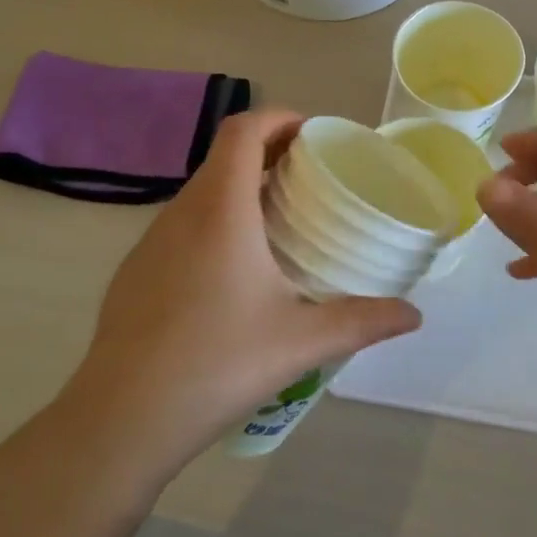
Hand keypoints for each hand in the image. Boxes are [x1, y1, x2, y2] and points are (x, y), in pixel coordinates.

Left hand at [65, 110, 420, 474]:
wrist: (122, 418)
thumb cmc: (217, 363)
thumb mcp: (301, 341)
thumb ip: (362, 321)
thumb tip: (413, 316)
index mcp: (221, 210)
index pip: (242, 131)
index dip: (277, 118)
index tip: (311, 135)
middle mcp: (182, 212)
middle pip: (223, 156)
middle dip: (267, 152)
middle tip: (308, 179)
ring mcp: (151, 241)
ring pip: (200, 192)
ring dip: (238, 188)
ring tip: (277, 222)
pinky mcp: (135, 270)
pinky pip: (181, 225)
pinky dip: (213, 221)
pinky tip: (232, 272)